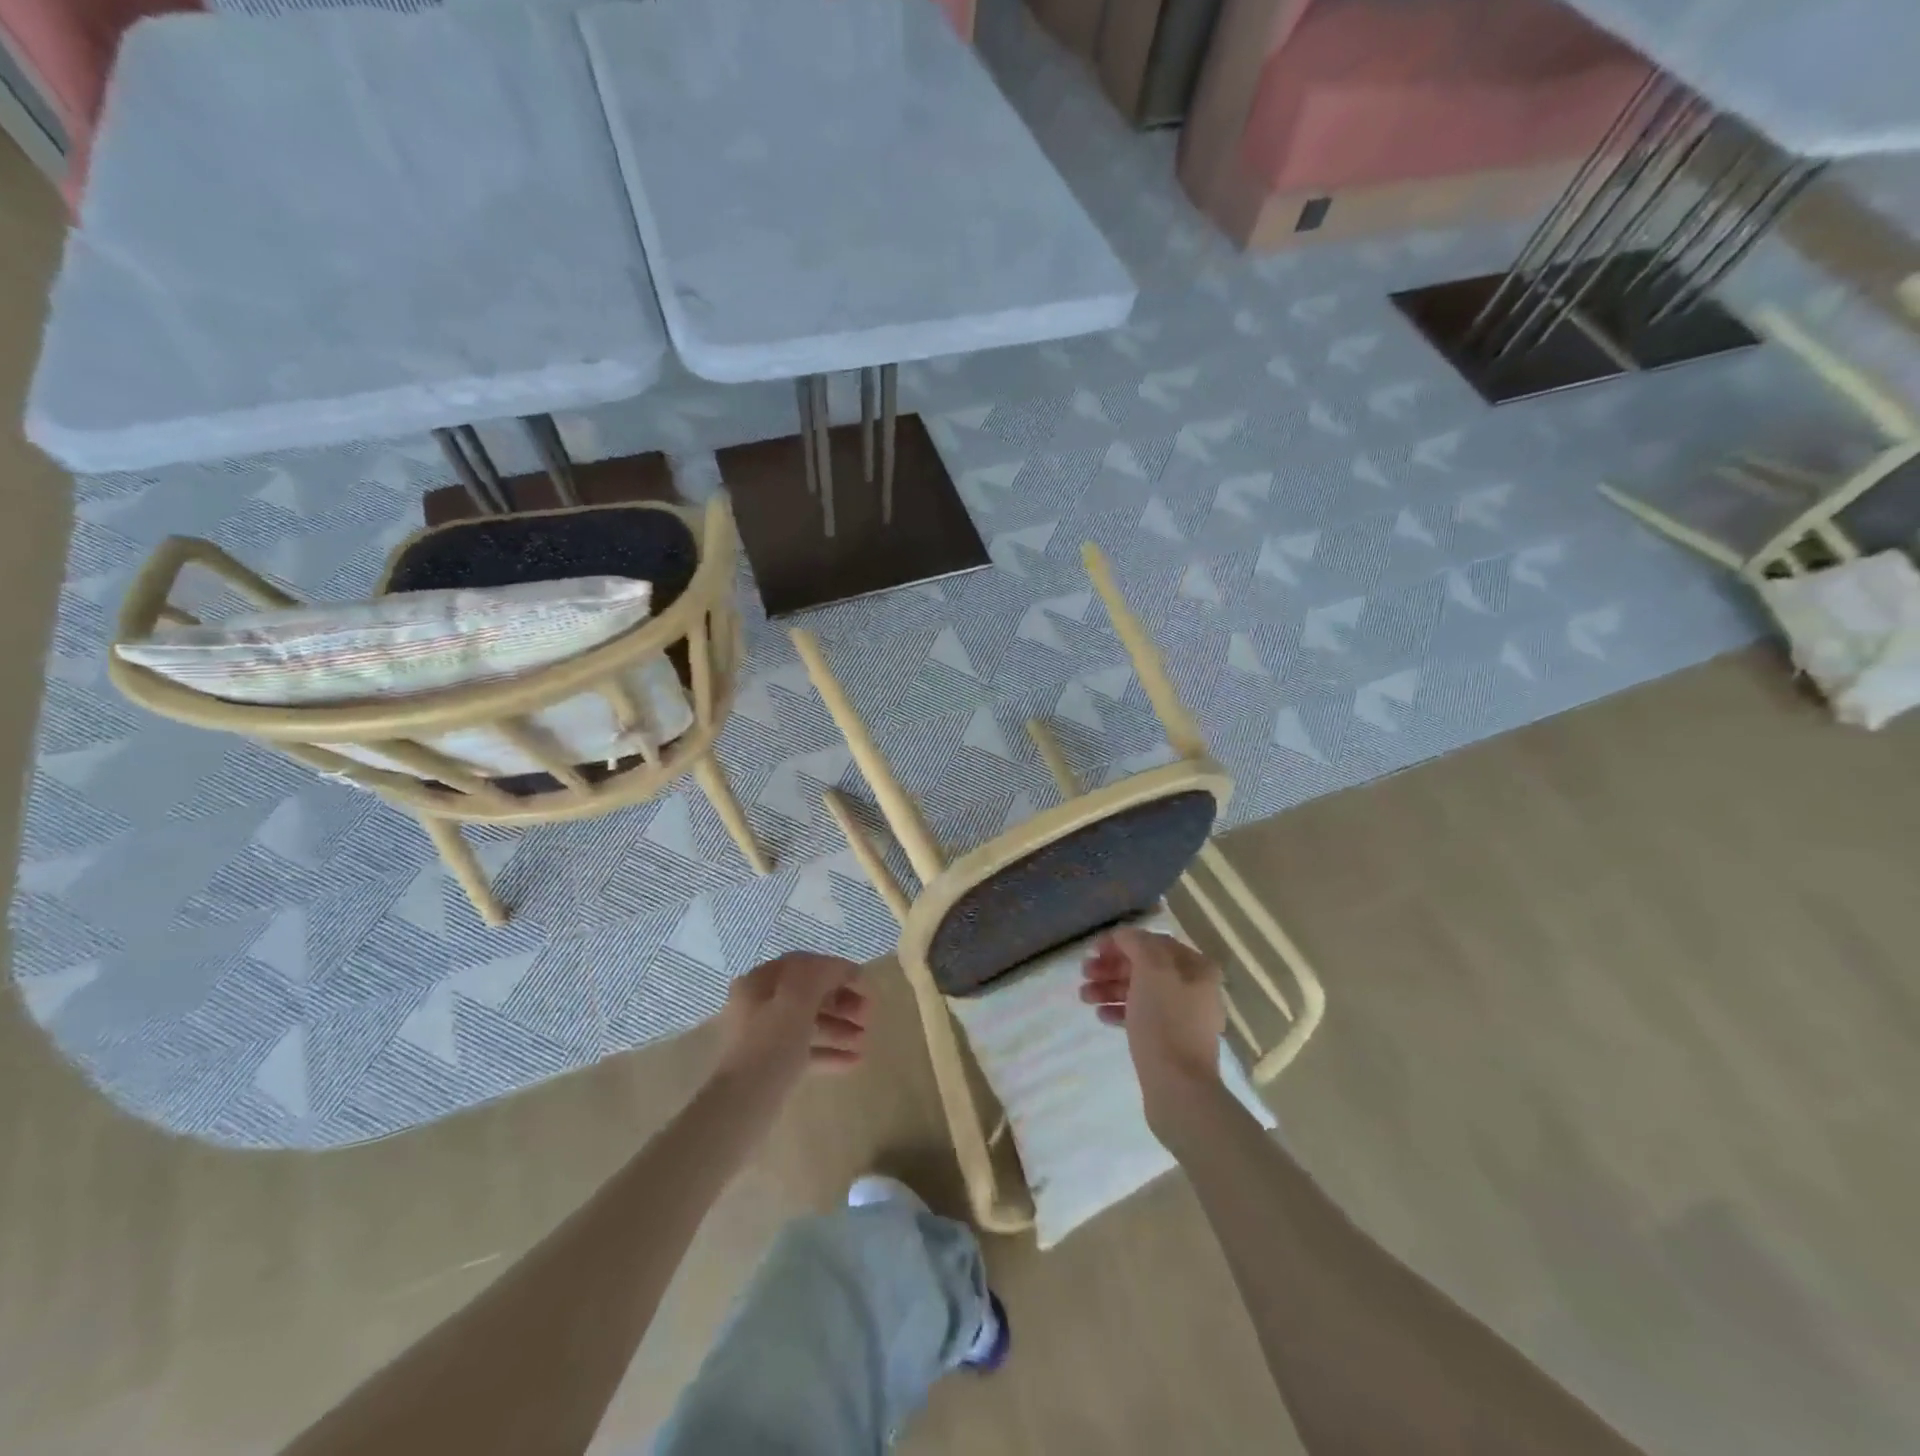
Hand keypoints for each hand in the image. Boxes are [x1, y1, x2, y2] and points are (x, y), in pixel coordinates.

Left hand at [714, 951, 869, 1092]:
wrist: (740, 1108)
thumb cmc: (770, 1046)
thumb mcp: (797, 1000)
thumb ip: (821, 975)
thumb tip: (840, 968)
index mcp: (760, 982)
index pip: (804, 965)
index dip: (835, 969)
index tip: (864, 983)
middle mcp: (759, 1005)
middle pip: (808, 994)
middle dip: (842, 1002)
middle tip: (868, 1015)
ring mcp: (765, 1037)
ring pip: (809, 1023)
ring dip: (840, 1028)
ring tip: (865, 1040)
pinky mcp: (772, 1066)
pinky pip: (806, 1050)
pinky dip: (829, 1052)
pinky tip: (854, 1062)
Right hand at [1080, 928, 1223, 1117]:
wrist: (1179, 1088)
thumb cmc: (1165, 1022)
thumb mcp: (1151, 970)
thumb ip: (1136, 943)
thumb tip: (1124, 935)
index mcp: (1196, 967)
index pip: (1153, 942)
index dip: (1121, 942)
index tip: (1093, 950)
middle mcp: (1194, 988)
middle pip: (1146, 967)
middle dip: (1112, 967)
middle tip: (1084, 973)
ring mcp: (1183, 1017)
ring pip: (1141, 991)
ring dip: (1110, 988)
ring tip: (1084, 997)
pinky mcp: (1171, 1041)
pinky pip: (1142, 1016)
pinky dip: (1120, 1011)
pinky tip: (1101, 1016)